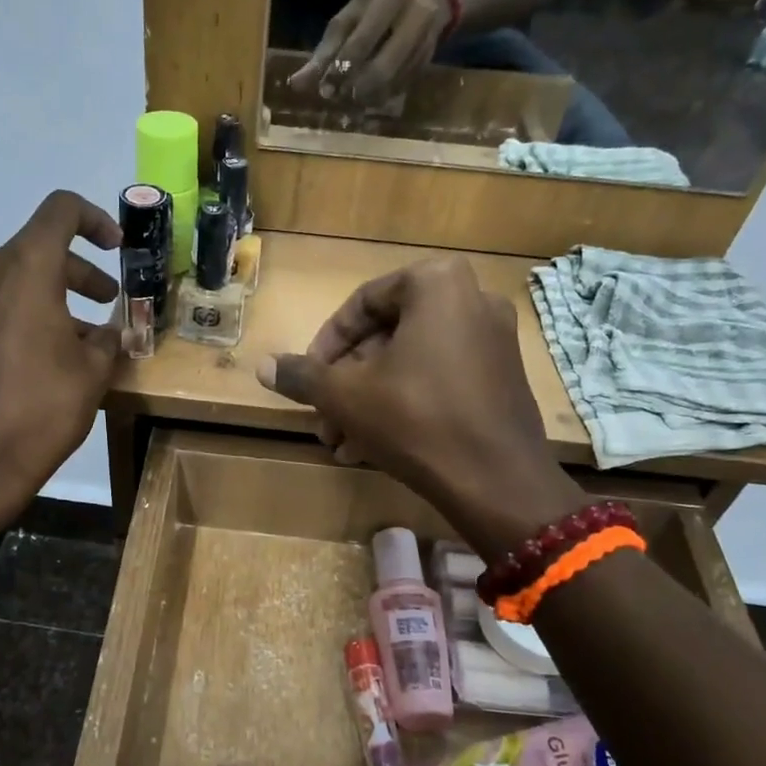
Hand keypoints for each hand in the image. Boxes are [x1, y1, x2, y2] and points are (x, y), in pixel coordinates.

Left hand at [0, 191, 122, 529]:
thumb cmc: (40, 409)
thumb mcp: (92, 372)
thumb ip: (107, 338)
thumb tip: (109, 331)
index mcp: (25, 268)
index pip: (61, 211)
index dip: (96, 220)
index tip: (118, 248)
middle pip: (42, 248)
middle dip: (82, 271)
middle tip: (110, 301)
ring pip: (21, 277)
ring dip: (58, 295)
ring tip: (89, 337)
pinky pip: (2, 304)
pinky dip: (32, 313)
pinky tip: (55, 355)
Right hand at [255, 259, 584, 551]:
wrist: (496, 482)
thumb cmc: (415, 420)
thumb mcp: (345, 394)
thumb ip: (302, 374)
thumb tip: (263, 365)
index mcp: (437, 284)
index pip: (362, 303)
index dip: (325, 344)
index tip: (307, 378)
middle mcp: (473, 300)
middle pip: (387, 336)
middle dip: (347, 381)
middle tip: (323, 417)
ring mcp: (494, 341)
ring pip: (410, 363)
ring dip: (368, 399)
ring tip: (340, 441)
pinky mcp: (503, 378)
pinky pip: (439, 380)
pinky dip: (404, 404)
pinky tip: (371, 448)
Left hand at [287, 0, 451, 106]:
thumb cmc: (377, 6)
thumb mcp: (349, 18)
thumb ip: (324, 51)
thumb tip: (296, 85)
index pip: (362, 39)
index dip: (341, 67)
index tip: (325, 89)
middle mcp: (416, 16)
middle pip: (382, 68)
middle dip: (356, 88)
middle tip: (338, 97)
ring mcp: (426, 41)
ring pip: (392, 83)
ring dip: (367, 98)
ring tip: (350, 100)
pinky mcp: (427, 63)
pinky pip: (399, 89)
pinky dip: (379, 98)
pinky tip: (367, 98)